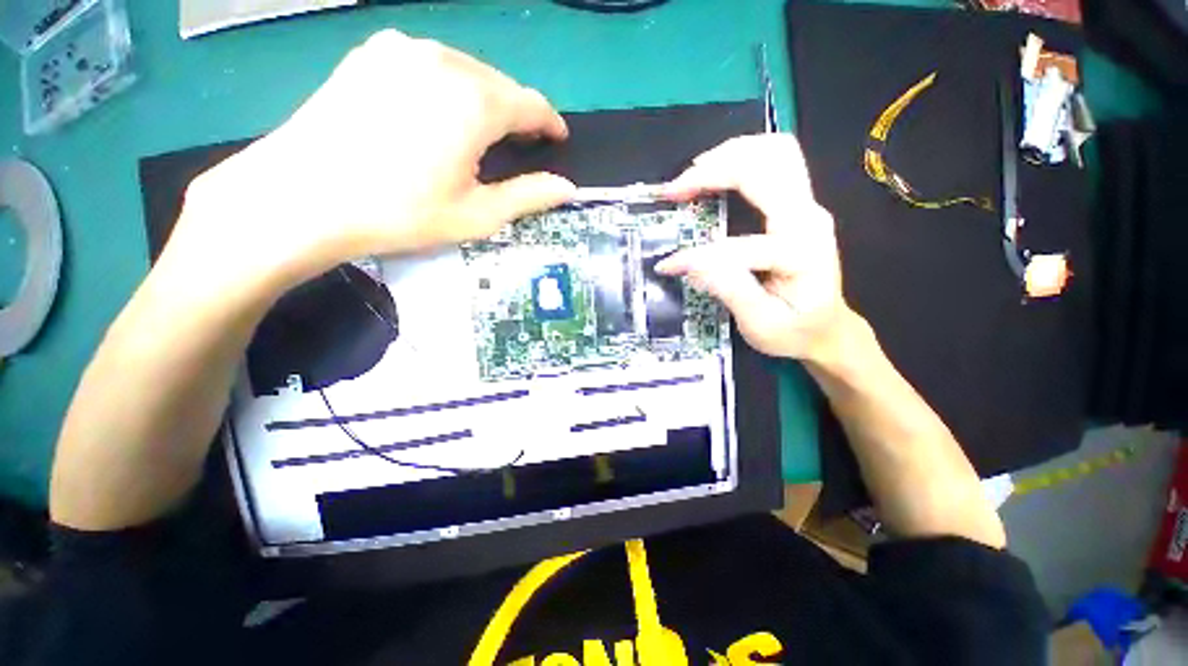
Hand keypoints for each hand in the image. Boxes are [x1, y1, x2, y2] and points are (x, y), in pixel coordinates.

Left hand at [172, 30, 575, 294]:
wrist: (302, 196)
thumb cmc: (401, 212)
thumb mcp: (477, 214)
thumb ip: (528, 196)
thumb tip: (567, 188)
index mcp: (474, 100)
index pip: (531, 103)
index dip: (550, 122)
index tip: (557, 139)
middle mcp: (443, 60)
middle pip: (499, 84)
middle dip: (516, 114)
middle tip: (519, 145)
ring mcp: (402, 50)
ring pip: (466, 71)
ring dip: (483, 100)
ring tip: (479, 134)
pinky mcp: (371, 54)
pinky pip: (429, 65)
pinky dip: (446, 87)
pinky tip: (435, 116)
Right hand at [656, 134, 853, 361]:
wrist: (828, 328)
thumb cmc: (795, 331)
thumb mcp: (760, 324)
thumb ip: (731, 291)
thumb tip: (693, 266)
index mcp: (800, 252)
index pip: (736, 245)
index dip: (694, 256)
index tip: (666, 267)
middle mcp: (809, 218)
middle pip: (766, 164)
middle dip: (713, 171)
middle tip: (674, 190)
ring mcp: (807, 206)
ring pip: (773, 152)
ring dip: (727, 156)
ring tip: (691, 175)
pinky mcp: (799, 205)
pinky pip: (774, 162)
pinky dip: (741, 159)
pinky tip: (716, 171)